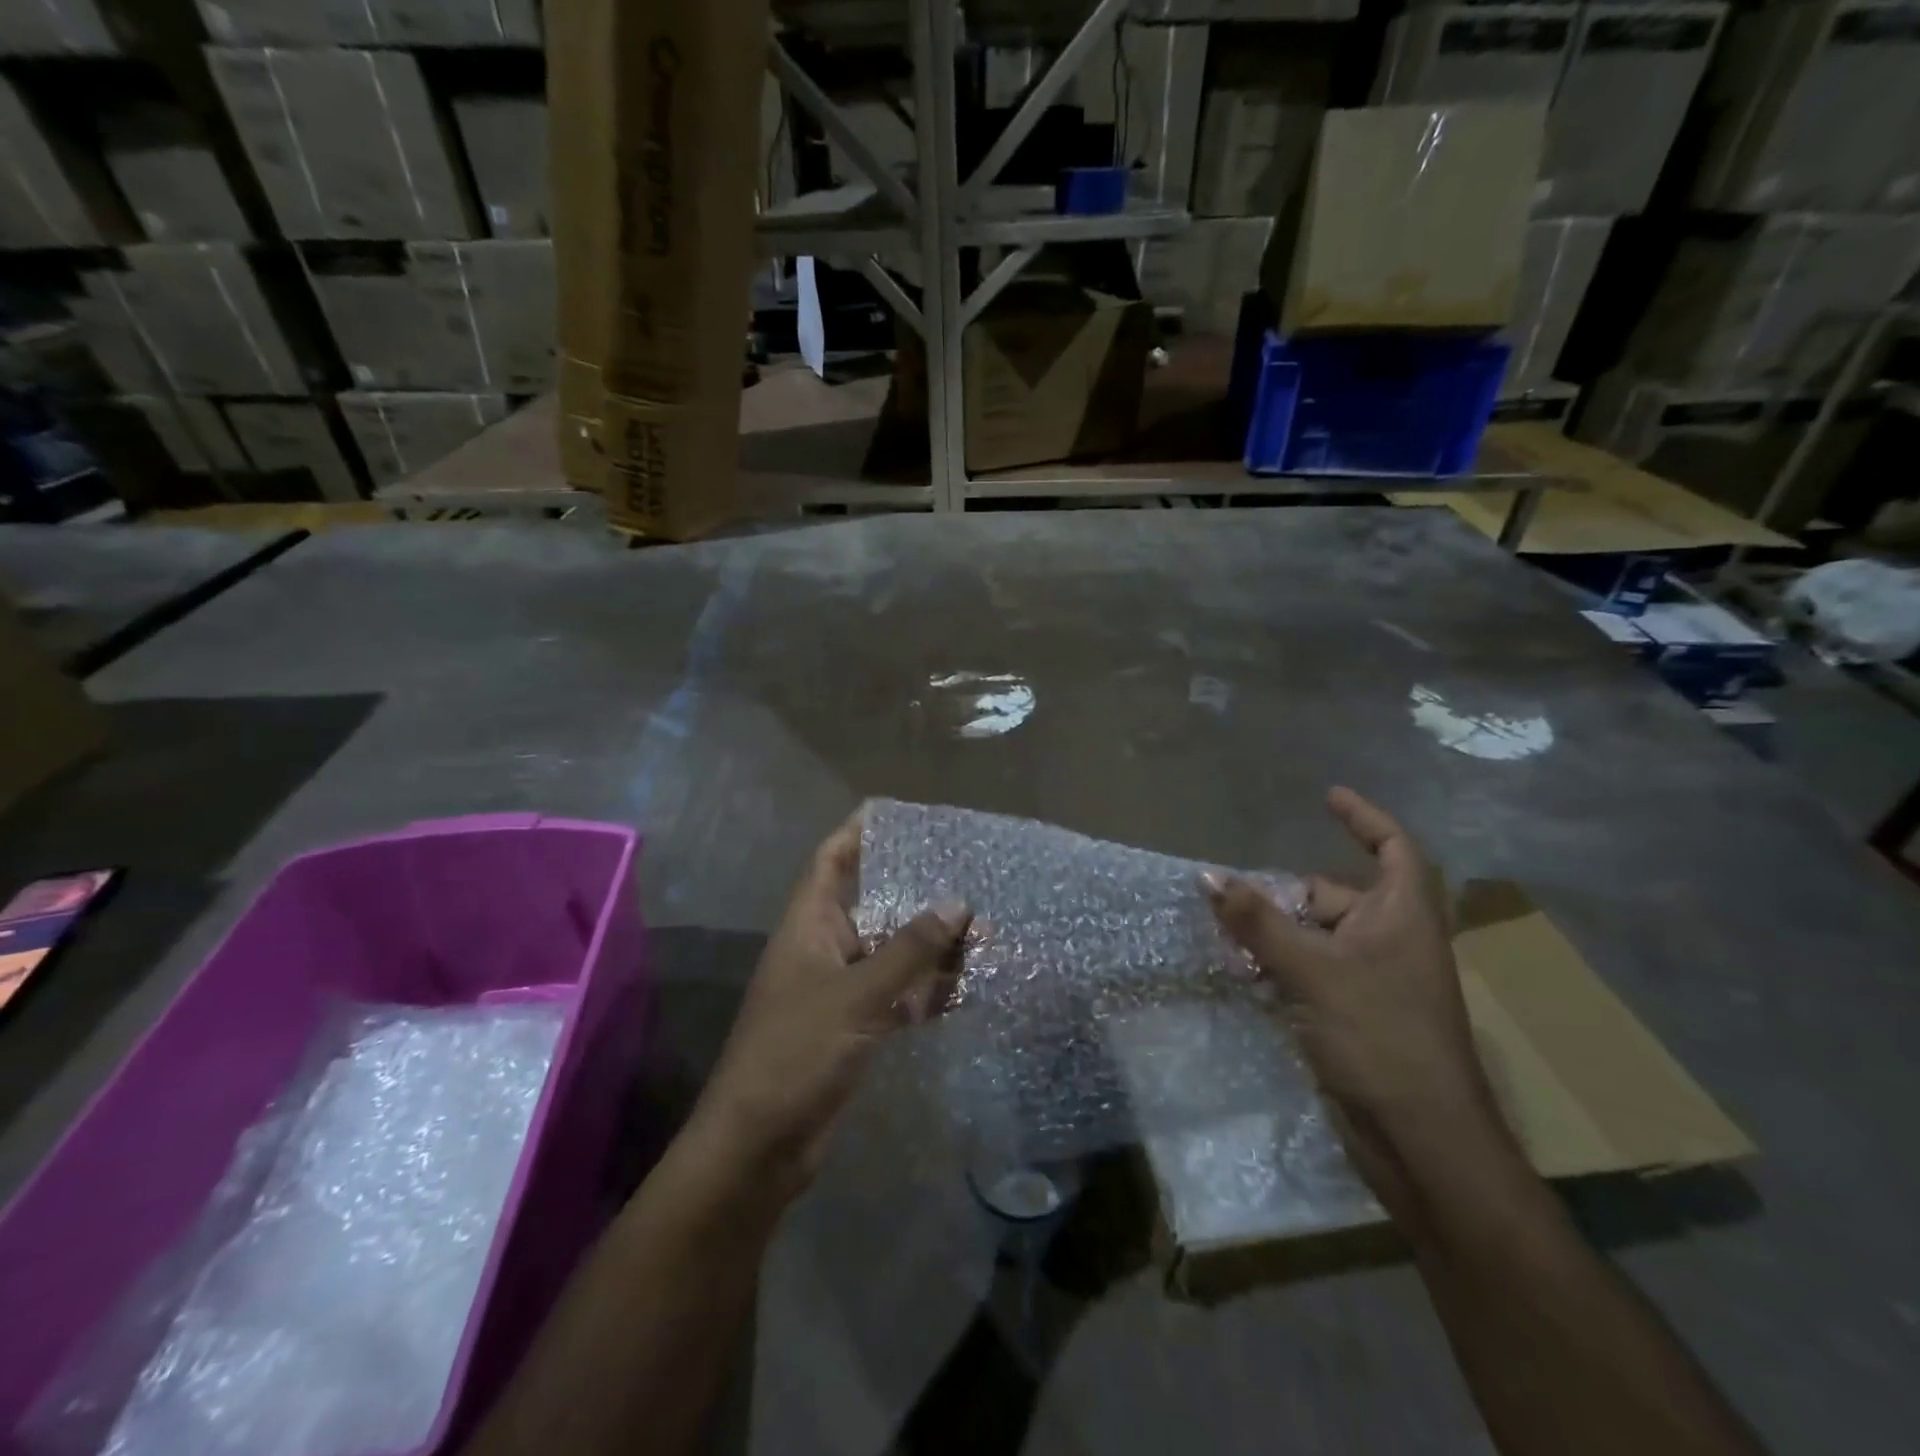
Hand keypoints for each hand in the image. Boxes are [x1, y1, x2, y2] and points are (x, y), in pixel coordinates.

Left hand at [691, 815, 969, 1200]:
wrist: (760, 1146)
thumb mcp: (857, 996)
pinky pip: (897, 994)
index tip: (900, 814)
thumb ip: (910, 950)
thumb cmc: (797, 1053)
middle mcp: (824, 948)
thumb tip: (958, 903)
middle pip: (872, 903)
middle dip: (915, 890)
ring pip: (891, 952)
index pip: (831, 860)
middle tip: (965, 871)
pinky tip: (968, 985)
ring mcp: (840, 990)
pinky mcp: (855, 1028)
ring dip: (931, 944)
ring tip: (982, 927)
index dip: (859, 832)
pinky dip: (927, 989)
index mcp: (808, 925)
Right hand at [1203, 789, 1502, 1201]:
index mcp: (1402, 917)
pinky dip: (1279, 969)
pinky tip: (1245, 977)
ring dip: (1274, 936)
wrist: (1422, 1143)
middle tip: (1235, 903)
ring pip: (1315, 937)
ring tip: (1230, 942)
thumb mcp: (1314, 971)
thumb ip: (1258, 922)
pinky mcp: (1353, 1016)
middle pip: (1333, 896)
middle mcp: (1391, 941)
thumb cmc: (1381, 1039)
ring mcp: (1373, 981)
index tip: (1326, 797)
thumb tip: (1207, 875)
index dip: (1363, 819)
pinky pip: (1309, 973)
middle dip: (1286, 897)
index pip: (1393, 848)